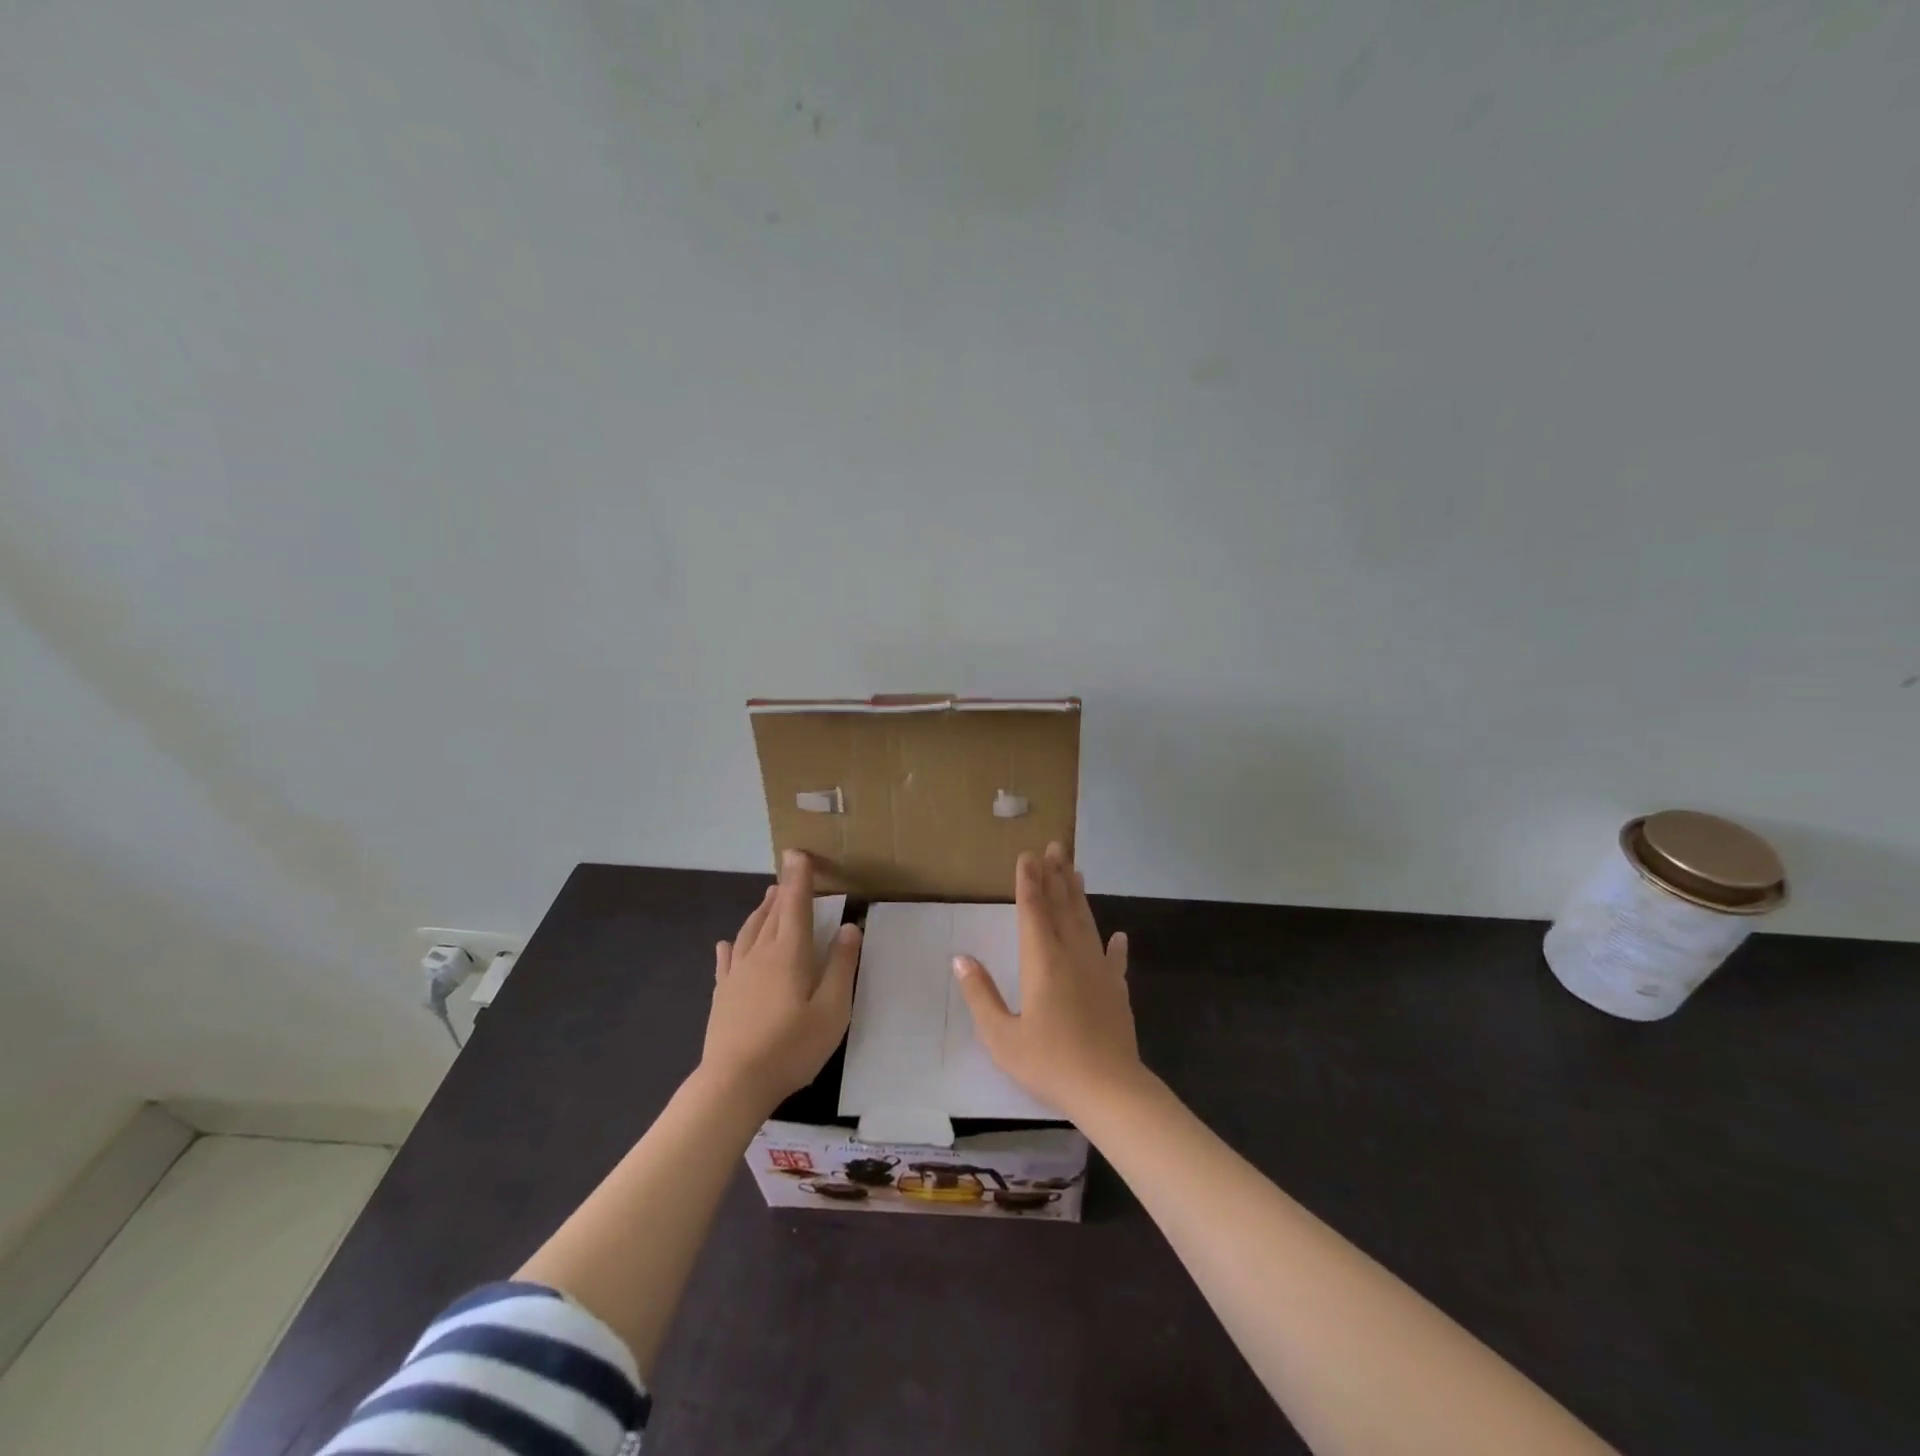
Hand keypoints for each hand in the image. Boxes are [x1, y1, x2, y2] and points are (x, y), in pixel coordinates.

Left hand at [703, 850, 861, 1111]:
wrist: (734, 1084)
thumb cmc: (791, 1047)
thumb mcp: (832, 1010)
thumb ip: (841, 966)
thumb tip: (848, 927)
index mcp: (789, 953)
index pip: (796, 904)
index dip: (799, 877)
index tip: (798, 852)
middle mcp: (761, 954)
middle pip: (773, 913)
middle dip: (783, 888)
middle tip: (790, 868)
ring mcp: (737, 974)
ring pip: (750, 930)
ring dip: (761, 910)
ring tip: (769, 896)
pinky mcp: (722, 995)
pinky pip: (727, 959)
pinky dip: (732, 944)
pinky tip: (728, 942)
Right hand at [952, 842, 1142, 1118]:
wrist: (1109, 1090)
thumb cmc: (1049, 1063)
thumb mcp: (1002, 1036)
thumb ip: (980, 994)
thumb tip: (960, 958)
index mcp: (1042, 961)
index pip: (1033, 911)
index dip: (1029, 881)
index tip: (1027, 855)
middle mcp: (1072, 956)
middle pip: (1063, 907)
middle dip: (1056, 875)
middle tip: (1055, 846)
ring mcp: (1098, 971)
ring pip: (1087, 923)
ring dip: (1079, 896)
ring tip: (1076, 870)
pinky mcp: (1116, 990)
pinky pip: (1114, 960)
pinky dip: (1115, 946)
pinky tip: (1119, 934)